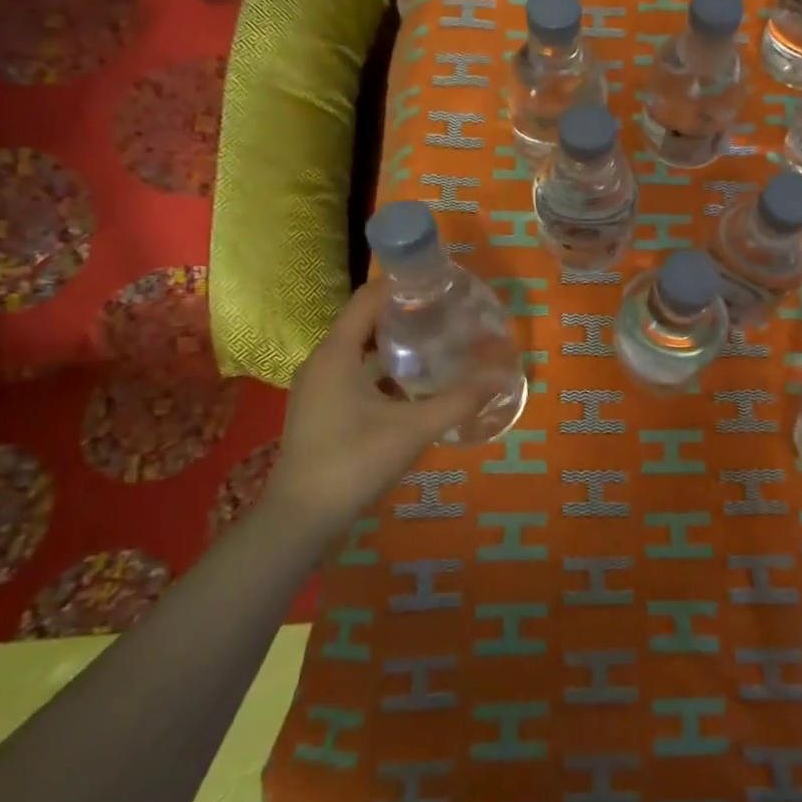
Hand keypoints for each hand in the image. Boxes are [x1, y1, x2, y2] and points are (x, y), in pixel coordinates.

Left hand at [267, 280, 492, 529]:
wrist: (300, 519)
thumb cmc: (353, 463)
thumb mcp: (413, 429)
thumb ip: (458, 401)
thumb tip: (501, 377)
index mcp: (336, 353)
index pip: (368, 298)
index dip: (401, 284)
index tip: (439, 282)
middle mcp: (321, 361)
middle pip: (363, 321)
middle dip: (403, 312)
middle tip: (445, 311)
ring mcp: (317, 387)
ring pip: (358, 349)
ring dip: (392, 341)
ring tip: (435, 340)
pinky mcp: (319, 408)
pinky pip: (353, 372)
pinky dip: (381, 368)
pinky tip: (412, 383)